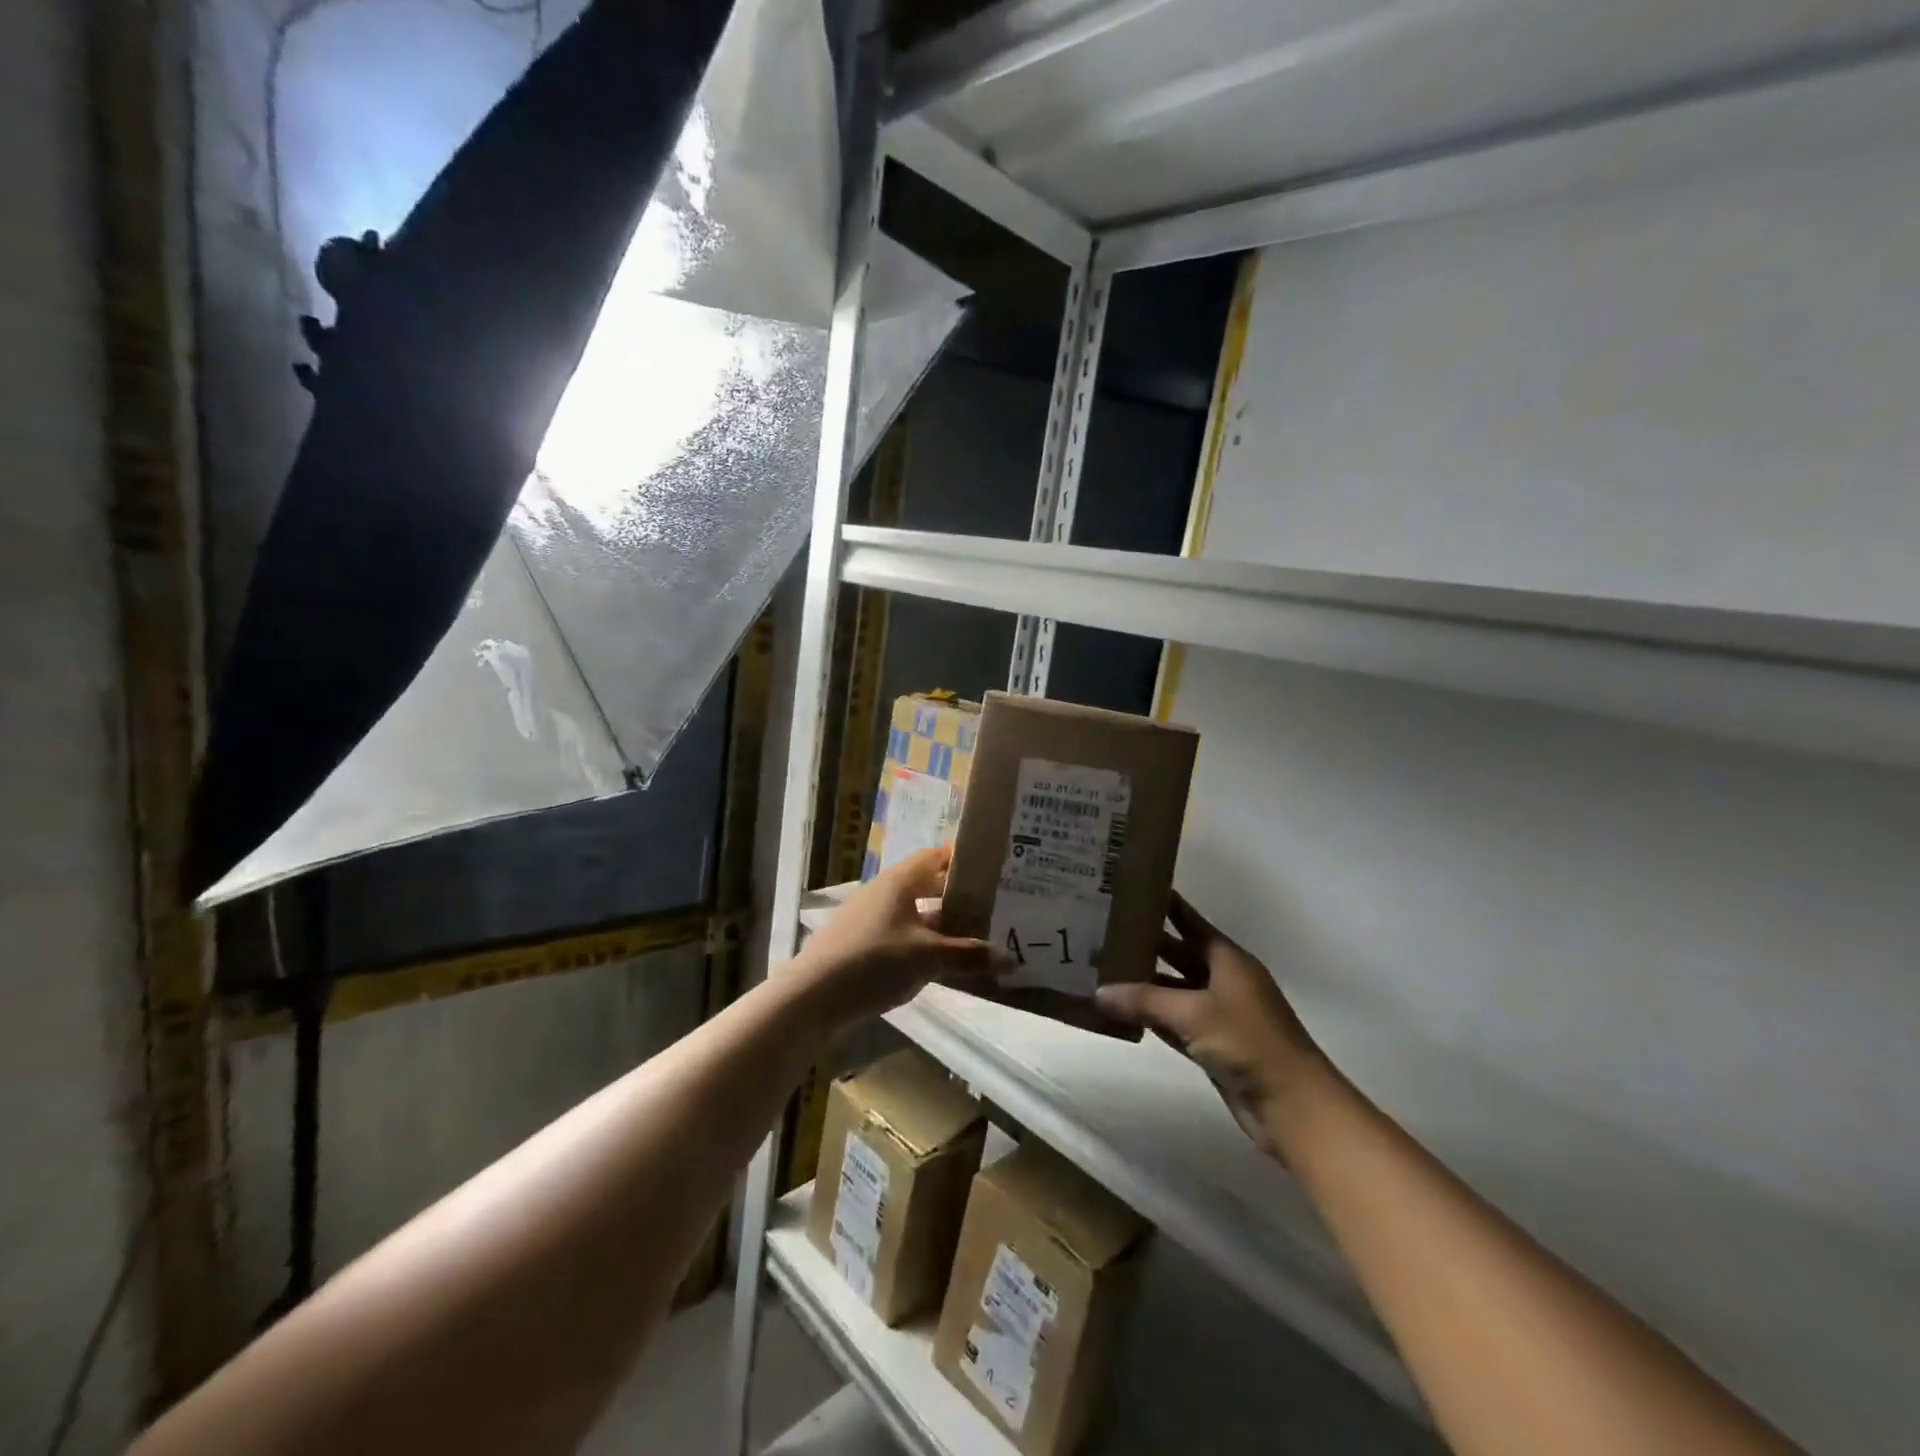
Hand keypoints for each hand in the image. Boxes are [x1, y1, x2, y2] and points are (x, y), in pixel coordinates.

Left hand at [790, 847, 995, 1026]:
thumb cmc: (873, 961)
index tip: (990, 871)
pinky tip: (937, 965)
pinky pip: (900, 934)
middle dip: (956, 897)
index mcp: (899, 881)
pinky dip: (922, 943)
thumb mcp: (928, 958)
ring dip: (940, 924)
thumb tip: (1010, 959)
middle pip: (925, 885)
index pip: (935, 857)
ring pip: (913, 913)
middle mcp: (883, 892)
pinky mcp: (859, 943)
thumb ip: (969, 956)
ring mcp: (868, 918)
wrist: (811, 996)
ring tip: (971, 940)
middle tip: (990, 909)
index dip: (961, 861)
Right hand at [1095, 893, 1330, 1156]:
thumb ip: (1144, 1000)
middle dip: (1145, 944)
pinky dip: (1151, 1016)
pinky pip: (1174, 1021)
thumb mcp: (1193, 1013)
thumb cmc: (1249, 1042)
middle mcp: (1223, 979)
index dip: (1164, 904)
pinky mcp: (1212, 1045)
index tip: (1130, 888)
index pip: (1189, 921)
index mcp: (1227, 959)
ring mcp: (1218, 1014)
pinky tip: (1121, 1011)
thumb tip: (1099, 991)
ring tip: (1103, 969)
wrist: (1293, 1106)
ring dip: (1144, 983)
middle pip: (1178, 954)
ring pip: (1173, 989)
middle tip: (1103, 931)